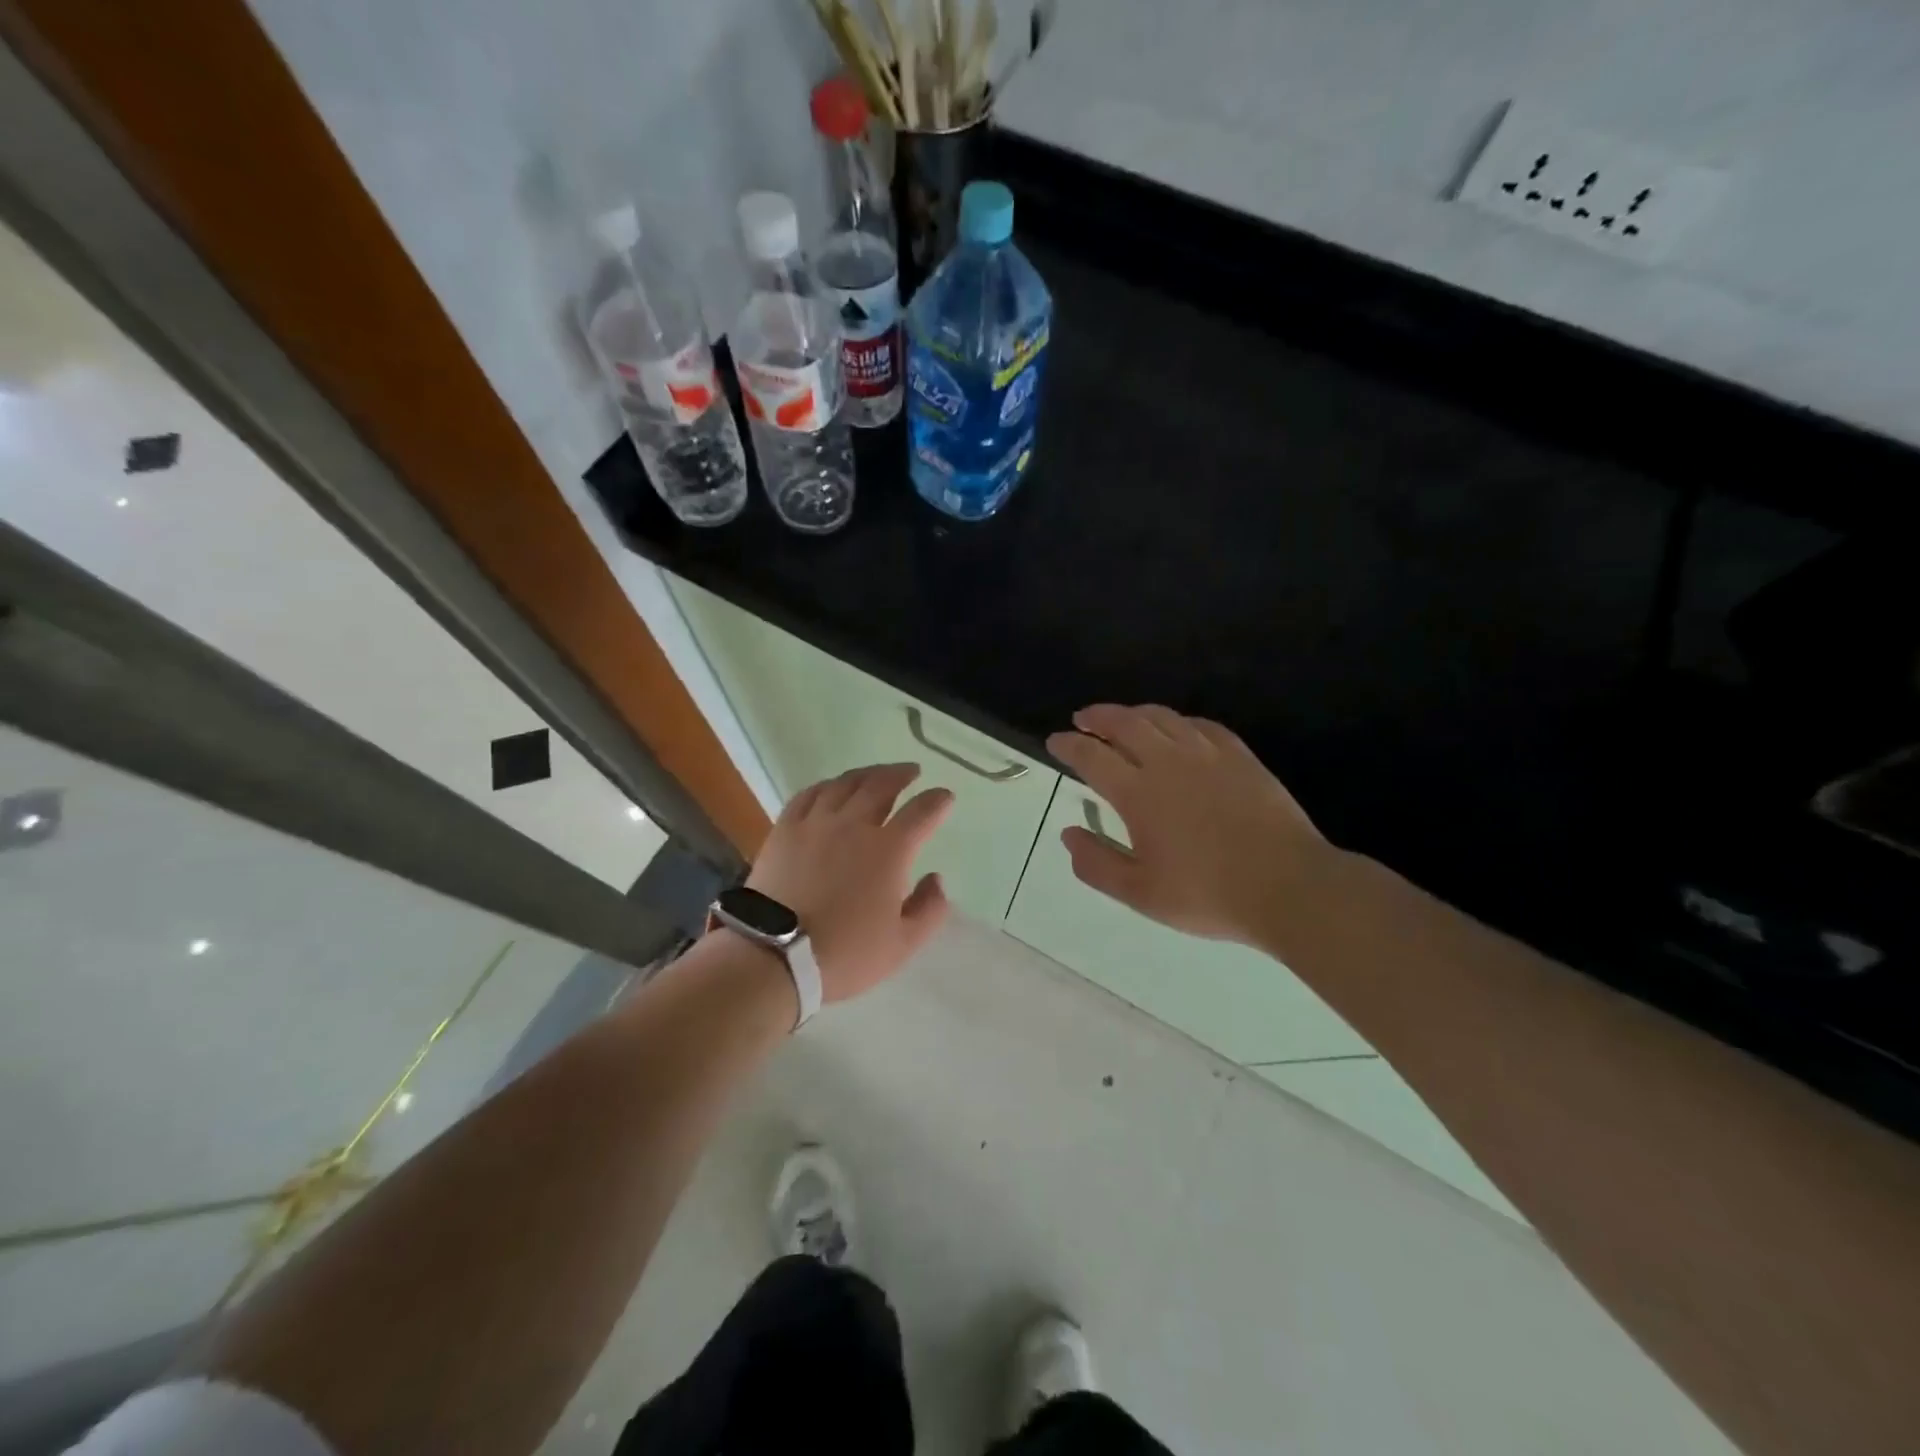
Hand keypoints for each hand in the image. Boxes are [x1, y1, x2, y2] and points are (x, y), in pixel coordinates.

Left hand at [745, 763, 953, 1001]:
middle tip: (911, 772)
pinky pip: (808, 794)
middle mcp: (854, 825)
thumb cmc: (845, 954)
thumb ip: (929, 909)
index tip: (945, 797)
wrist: (774, 957)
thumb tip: (936, 879)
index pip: (922, 812)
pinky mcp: (785, 829)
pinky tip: (830, 788)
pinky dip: (826, 785)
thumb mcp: (903, 944)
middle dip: (901, 775)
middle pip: (882, 785)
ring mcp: (816, 823)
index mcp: (889, 850)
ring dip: (866, 774)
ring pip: (845, 784)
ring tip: (876, 775)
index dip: (937, 801)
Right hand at [1046, 704, 1332, 948]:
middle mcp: (1168, 762)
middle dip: (1097, 717)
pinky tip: (1177, 728)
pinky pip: (1201, 725)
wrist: (1287, 887)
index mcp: (1138, 793)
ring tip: (1122, 718)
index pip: (1092, 756)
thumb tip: (1068, 834)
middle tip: (1082, 719)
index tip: (1055, 741)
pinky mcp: (1239, 756)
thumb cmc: (1207, 895)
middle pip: (1125, 723)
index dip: (1068, 745)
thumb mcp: (1140, 894)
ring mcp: (1207, 754)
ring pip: (1163, 717)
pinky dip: (1179, 721)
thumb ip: (1097, 863)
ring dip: (1134, 712)